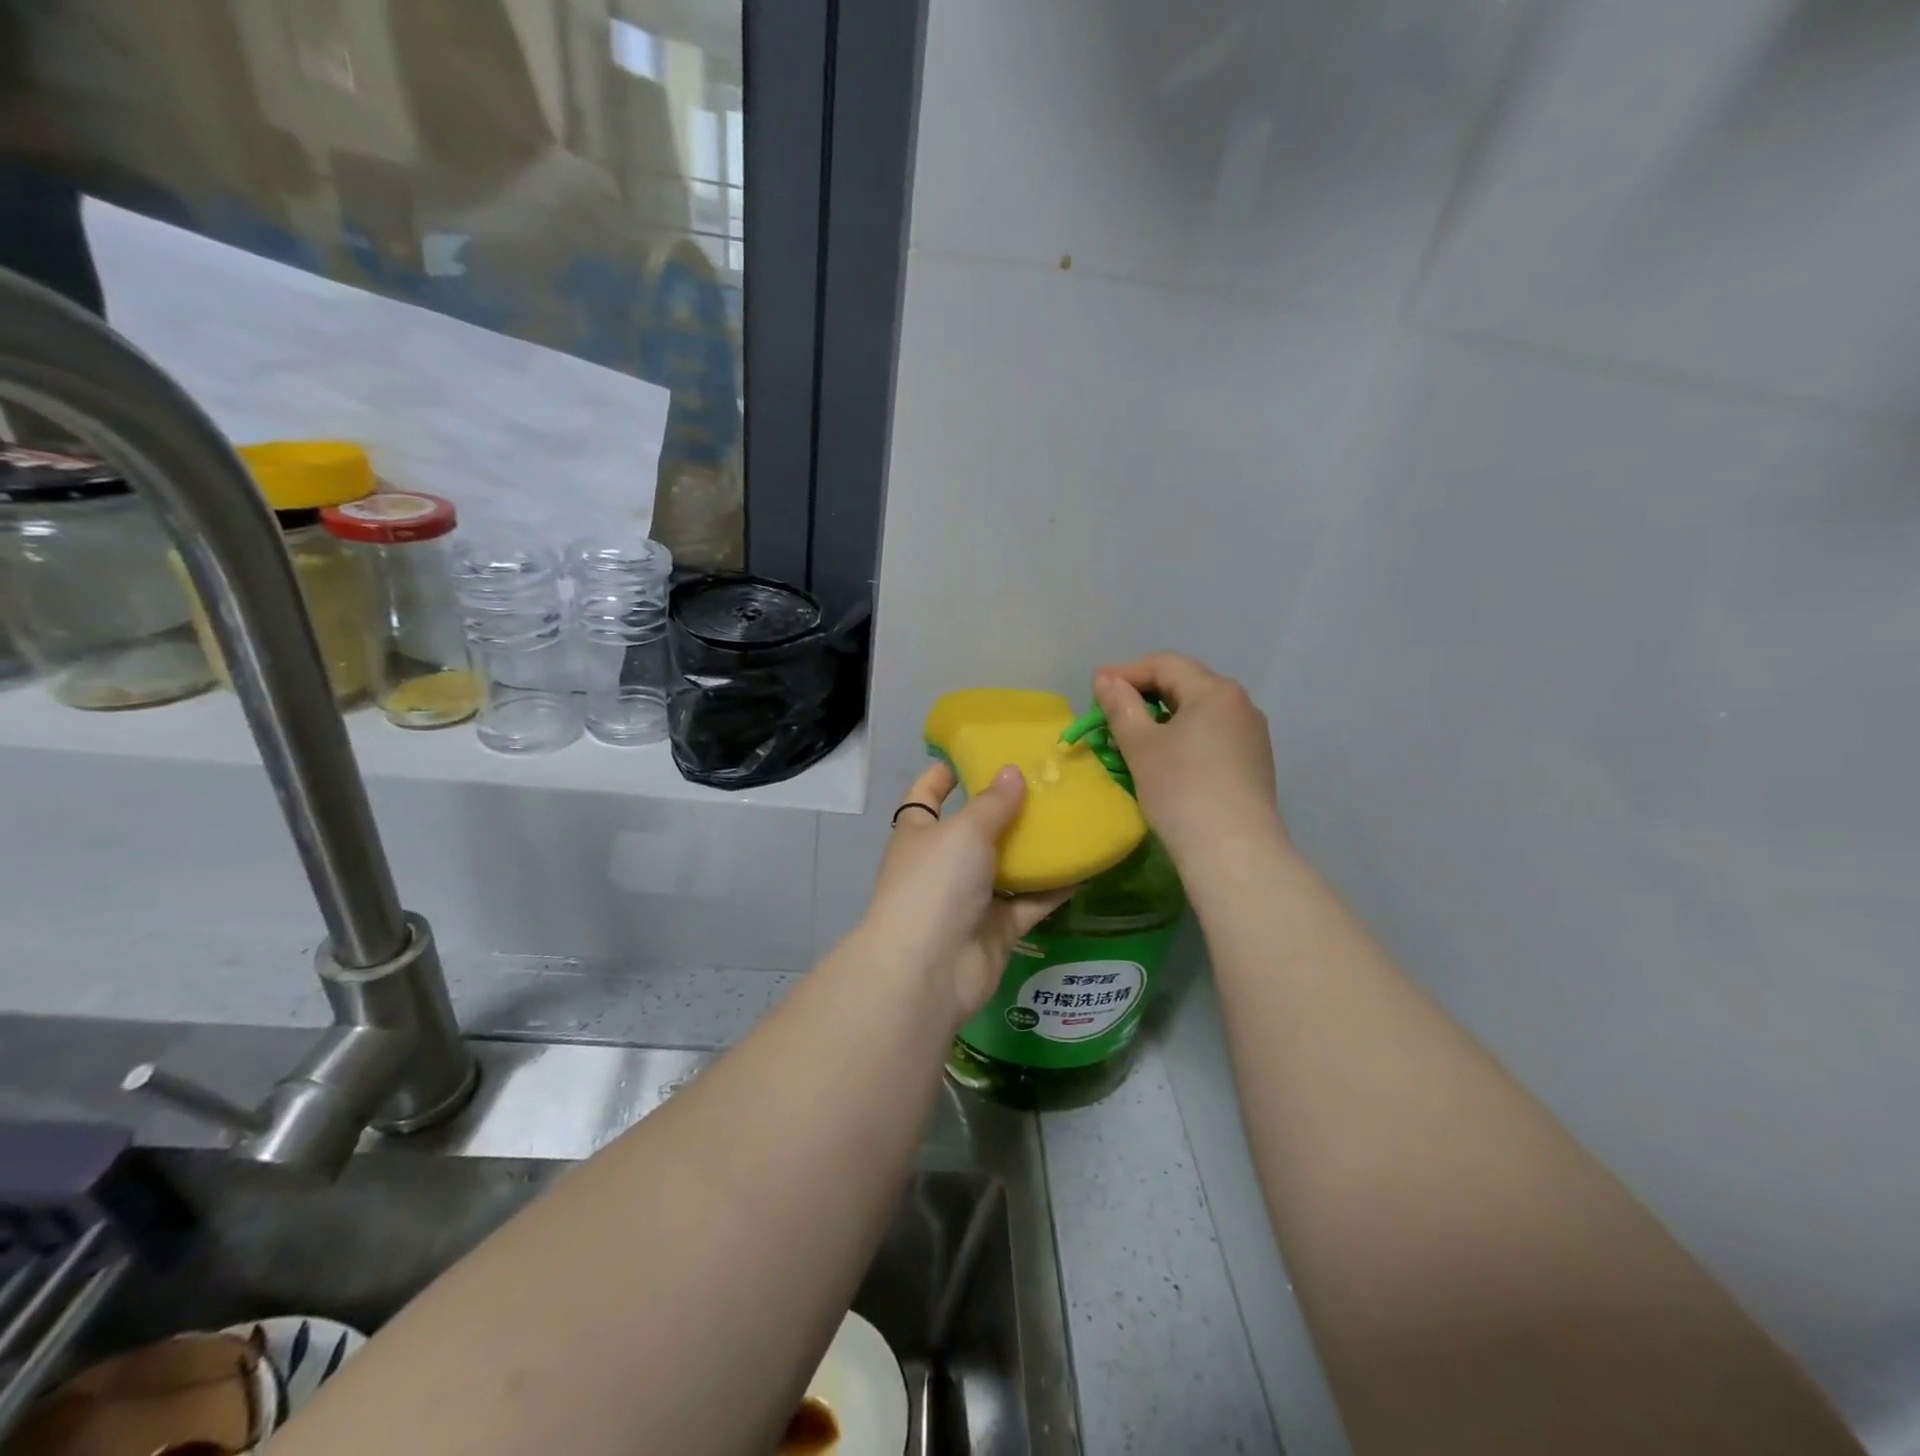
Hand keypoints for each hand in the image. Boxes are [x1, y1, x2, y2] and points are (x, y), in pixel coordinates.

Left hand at [860, 763, 1071, 1023]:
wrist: (930, 970)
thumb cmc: (936, 884)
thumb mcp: (964, 831)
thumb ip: (992, 803)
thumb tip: (1013, 772)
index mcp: (919, 832)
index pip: (927, 794)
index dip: (945, 774)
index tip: (975, 753)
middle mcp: (943, 863)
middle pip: (975, 829)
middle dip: (1006, 808)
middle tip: (1047, 783)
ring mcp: (970, 898)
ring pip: (1007, 866)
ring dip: (1035, 848)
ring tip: (1073, 817)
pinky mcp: (997, 928)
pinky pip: (1030, 902)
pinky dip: (1054, 888)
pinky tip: (1085, 865)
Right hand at [1093, 652, 1284, 866]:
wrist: (1234, 851)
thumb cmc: (1181, 789)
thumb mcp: (1141, 745)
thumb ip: (1120, 706)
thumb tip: (1105, 679)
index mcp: (1214, 691)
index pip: (1164, 664)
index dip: (1125, 672)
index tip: (1095, 690)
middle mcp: (1240, 704)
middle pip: (1184, 684)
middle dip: (1144, 695)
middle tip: (1111, 713)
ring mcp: (1251, 735)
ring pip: (1198, 712)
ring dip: (1163, 718)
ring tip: (1134, 740)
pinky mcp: (1254, 763)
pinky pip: (1212, 736)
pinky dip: (1183, 738)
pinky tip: (1167, 762)